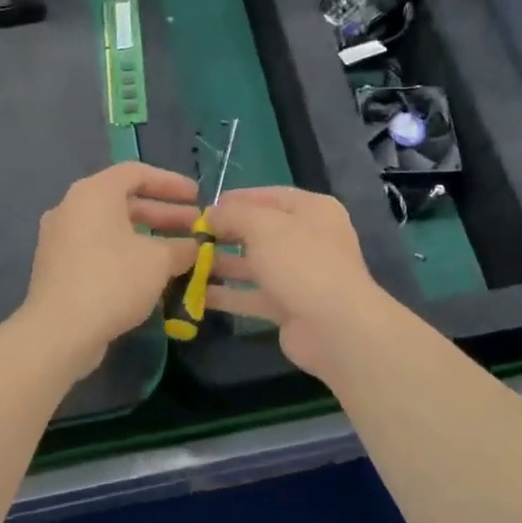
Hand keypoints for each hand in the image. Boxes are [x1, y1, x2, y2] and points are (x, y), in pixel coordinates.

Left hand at [20, 162, 201, 376]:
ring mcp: (60, 239)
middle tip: (193, 226)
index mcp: (94, 193)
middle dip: (163, 213)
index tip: (197, 197)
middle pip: (124, 200)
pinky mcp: (57, 267)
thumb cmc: (112, 281)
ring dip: (147, 236)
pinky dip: (126, 254)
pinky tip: (150, 275)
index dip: (171, 183)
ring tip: (178, 252)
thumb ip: (182, 247)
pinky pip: (99, 249)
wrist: (58, 332)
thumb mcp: (159, 260)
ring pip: (112, 228)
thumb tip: (194, 247)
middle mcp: (72, 208)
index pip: (137, 172)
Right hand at [204, 187, 394, 381]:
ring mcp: (300, 276)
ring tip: (186, 263)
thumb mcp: (263, 226)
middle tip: (191, 237)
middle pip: (261, 231)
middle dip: (226, 233)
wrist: (335, 327)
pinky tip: (196, 294)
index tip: (204, 206)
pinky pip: (253, 296)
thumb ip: (234, 215)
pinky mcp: (289, 307)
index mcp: (312, 210)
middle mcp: (309, 239)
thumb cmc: (301, 262)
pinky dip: (228, 295)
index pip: (270, 196)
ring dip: (222, 265)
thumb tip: (211, 212)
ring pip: (255, 265)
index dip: (238, 199)